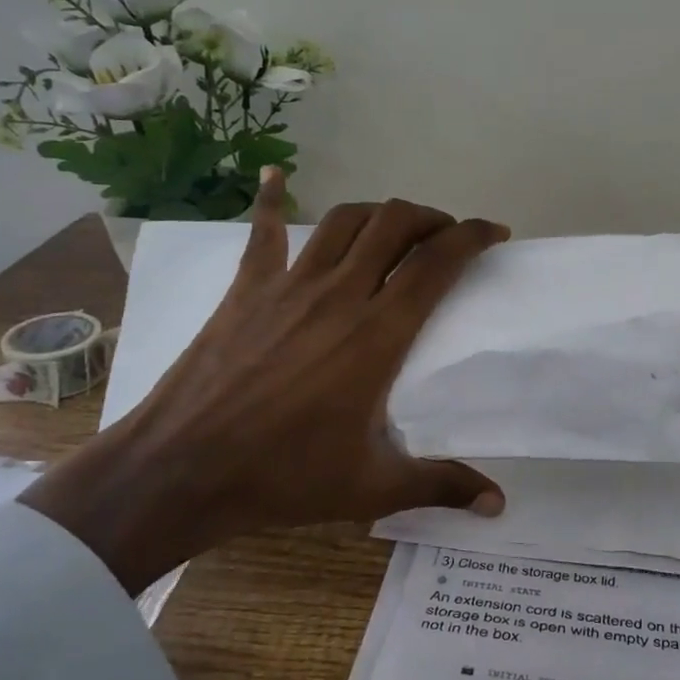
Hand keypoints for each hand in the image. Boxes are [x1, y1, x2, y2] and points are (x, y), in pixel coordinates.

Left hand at [24, 170, 510, 595]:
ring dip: (379, 212)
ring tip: (395, 227)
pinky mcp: (247, 289)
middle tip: (446, 237)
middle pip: (395, 224)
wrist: (180, 471)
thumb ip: (441, 486)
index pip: (438, 262)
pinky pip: (262, 232)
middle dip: (431, 218)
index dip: (473, 236)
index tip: (495, 233)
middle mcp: (340, 293)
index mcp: (378, 334)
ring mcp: (289, 285)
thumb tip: (499, 504)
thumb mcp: (372, 488)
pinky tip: (275, 175)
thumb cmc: (283, 477)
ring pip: (344, 219)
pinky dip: (270, 199)